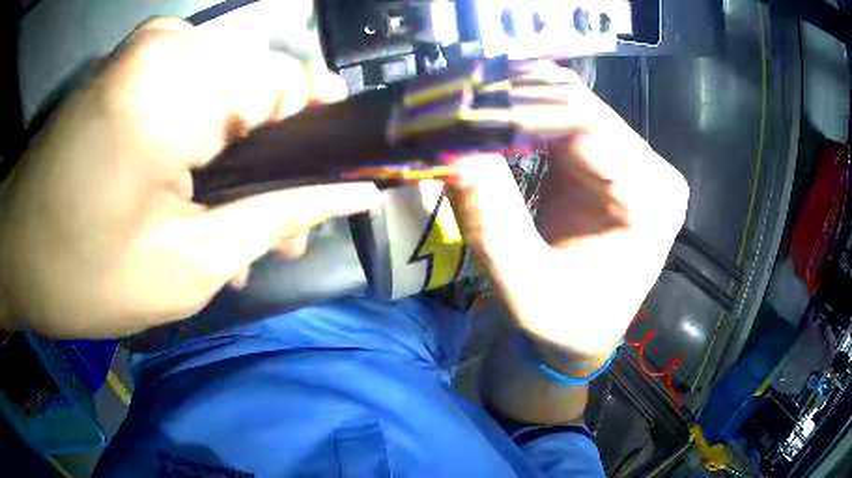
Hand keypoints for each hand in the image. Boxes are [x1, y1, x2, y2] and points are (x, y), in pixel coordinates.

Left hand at [0, 18, 378, 336]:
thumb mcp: (188, 265)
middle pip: (261, 90)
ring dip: (239, 159)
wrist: (16, 250)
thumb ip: (276, 217)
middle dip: (275, 162)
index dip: (322, 140)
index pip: (295, 86)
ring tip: (237, 229)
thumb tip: (350, 194)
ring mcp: (149, 48)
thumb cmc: (83, 272)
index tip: (331, 192)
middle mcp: (172, 44)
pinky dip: (204, 142)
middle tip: (278, 233)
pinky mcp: (133, 64)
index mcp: (181, 82)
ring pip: (229, 93)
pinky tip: (198, 196)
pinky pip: (194, 91)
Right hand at [450, 62, 687, 367]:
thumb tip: (456, 155)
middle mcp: (651, 168)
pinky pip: (560, 117)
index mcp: (652, 199)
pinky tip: (488, 116)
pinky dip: (520, 113)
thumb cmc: (566, 322)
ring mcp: (630, 157)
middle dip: (513, 99)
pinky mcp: (606, 156)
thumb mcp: (528, 291)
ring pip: (566, 102)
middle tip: (450, 100)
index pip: (586, 127)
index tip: (460, 111)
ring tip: (462, 104)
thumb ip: (495, 226)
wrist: (583, 330)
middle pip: (578, 106)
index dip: (520, 112)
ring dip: (513, 101)